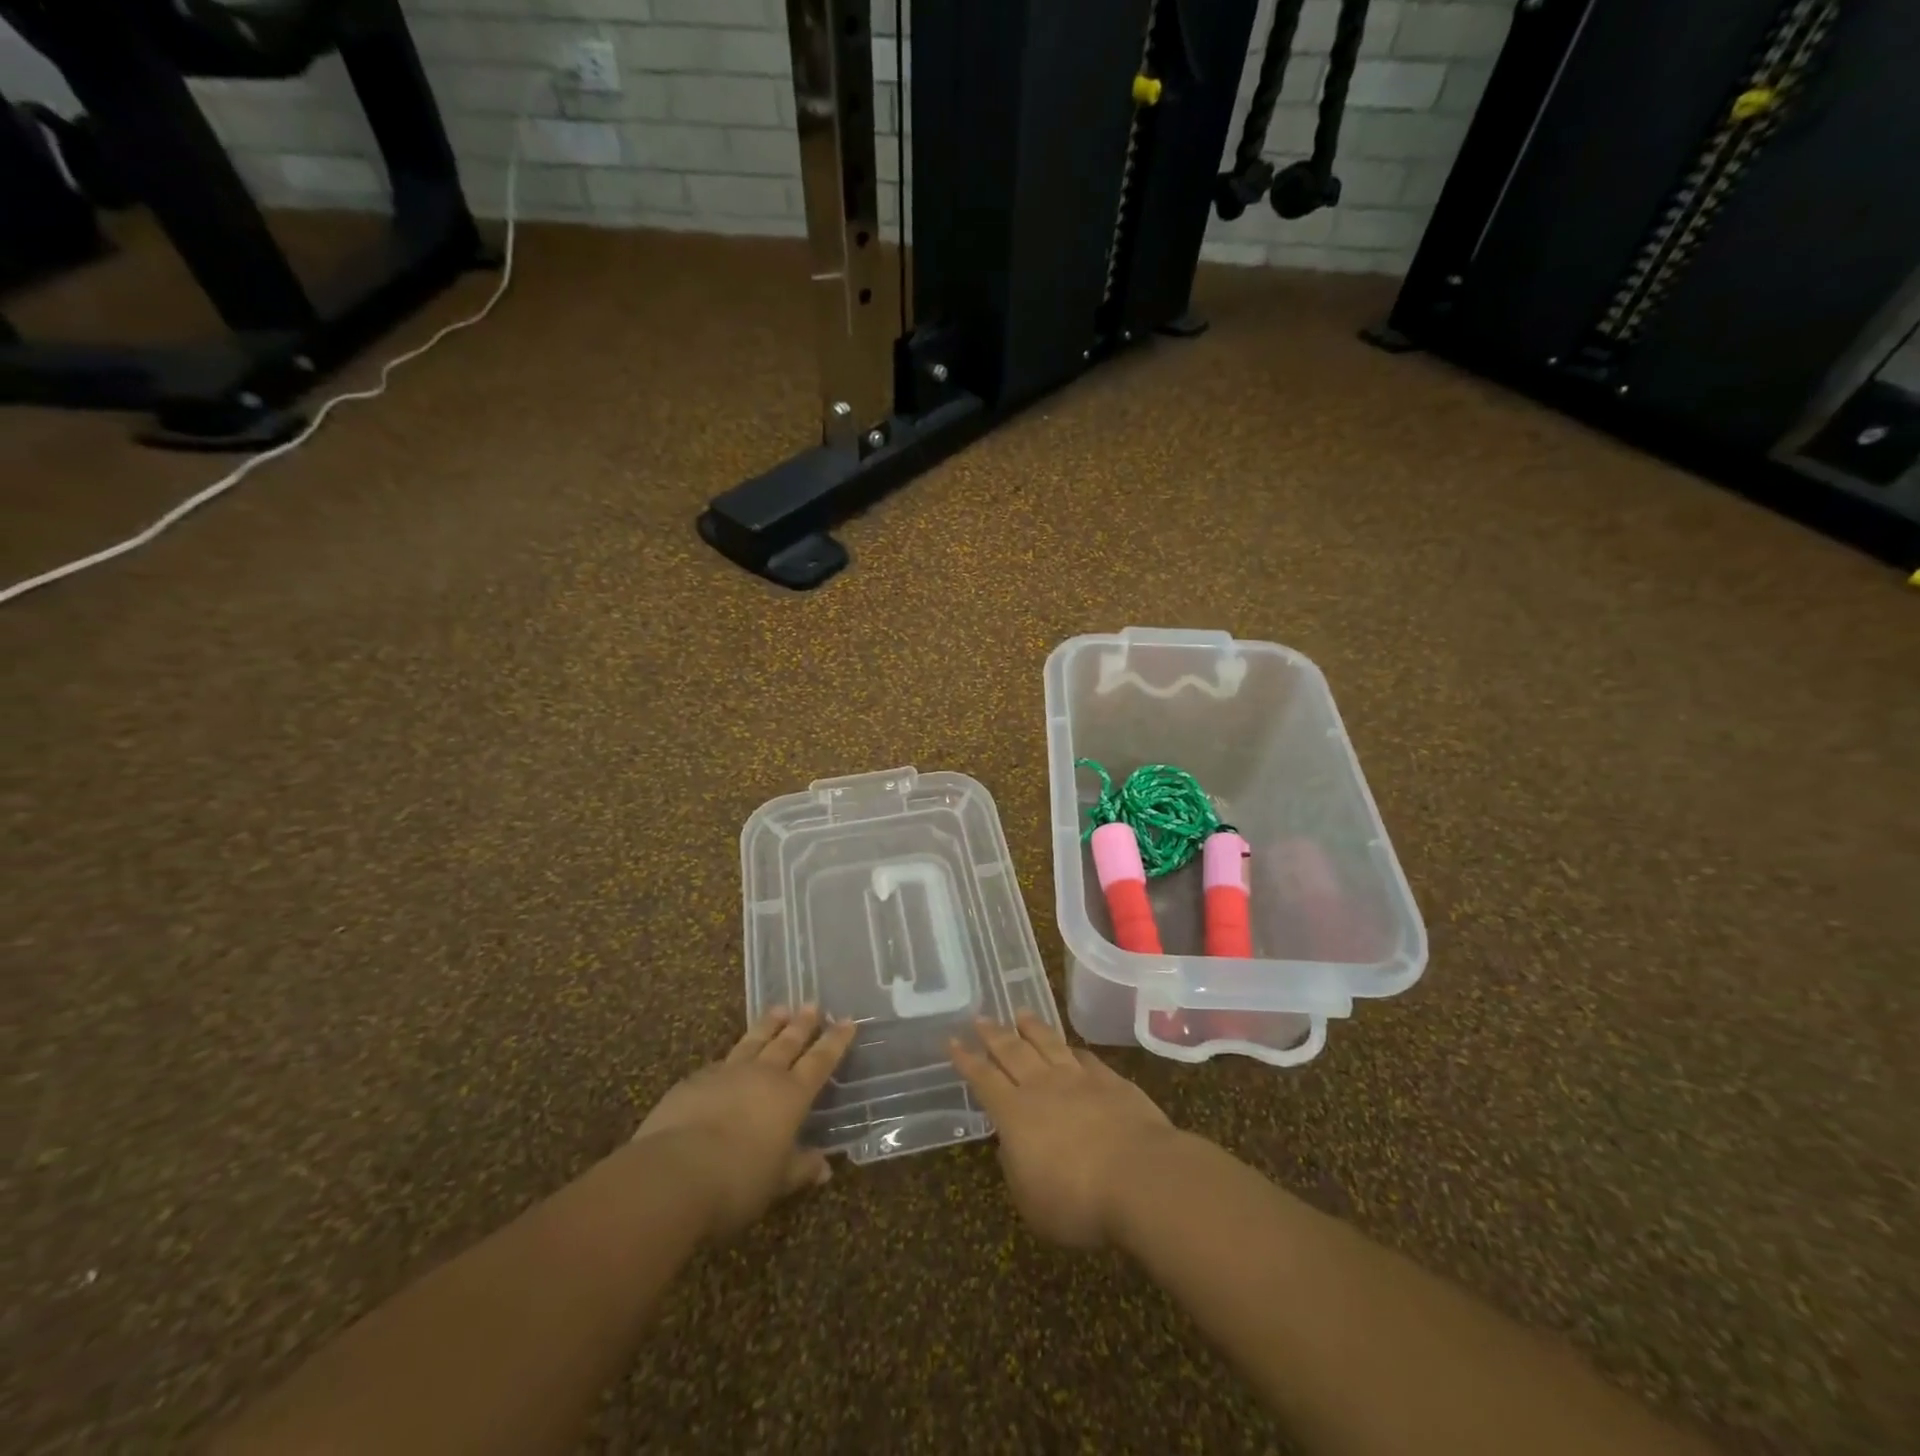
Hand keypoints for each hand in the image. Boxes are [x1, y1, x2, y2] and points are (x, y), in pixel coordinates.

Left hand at [631, 1005, 856, 1239]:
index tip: (847, 1021)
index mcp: (791, 1095)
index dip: (835, 1041)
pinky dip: (731, 1056)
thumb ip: (800, 1169)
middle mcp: (763, 1075)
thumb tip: (825, 1168)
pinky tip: (729, 1058)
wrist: (674, 1172)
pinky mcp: (694, 1081)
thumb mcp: (777, 1182)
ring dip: (769, 1025)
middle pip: (788, 1042)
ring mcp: (727, 1073)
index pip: (820, 1061)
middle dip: (802, 1023)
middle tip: (812, 1004)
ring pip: (754, 1040)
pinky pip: (720, 1062)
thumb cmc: (738, 1180)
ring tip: (779, 1009)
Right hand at [950, 1011, 1176, 1247]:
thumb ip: (1016, 1169)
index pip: (984, 1079)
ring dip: (1032, 1028)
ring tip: (1020, 1013)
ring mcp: (1079, 1079)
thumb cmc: (1077, 1200)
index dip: (966, 1060)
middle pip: (1013, 1051)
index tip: (953, 1040)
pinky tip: (1071, 1046)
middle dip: (994, 1034)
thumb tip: (1010, 1144)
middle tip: (980, 1017)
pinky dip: (1073, 1049)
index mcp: (1015, 1114)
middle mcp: (1043, 1087)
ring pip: (1048, 1044)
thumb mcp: (1031, 1201)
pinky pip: (1085, 1058)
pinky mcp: (1111, 1081)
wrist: (1140, 1176)